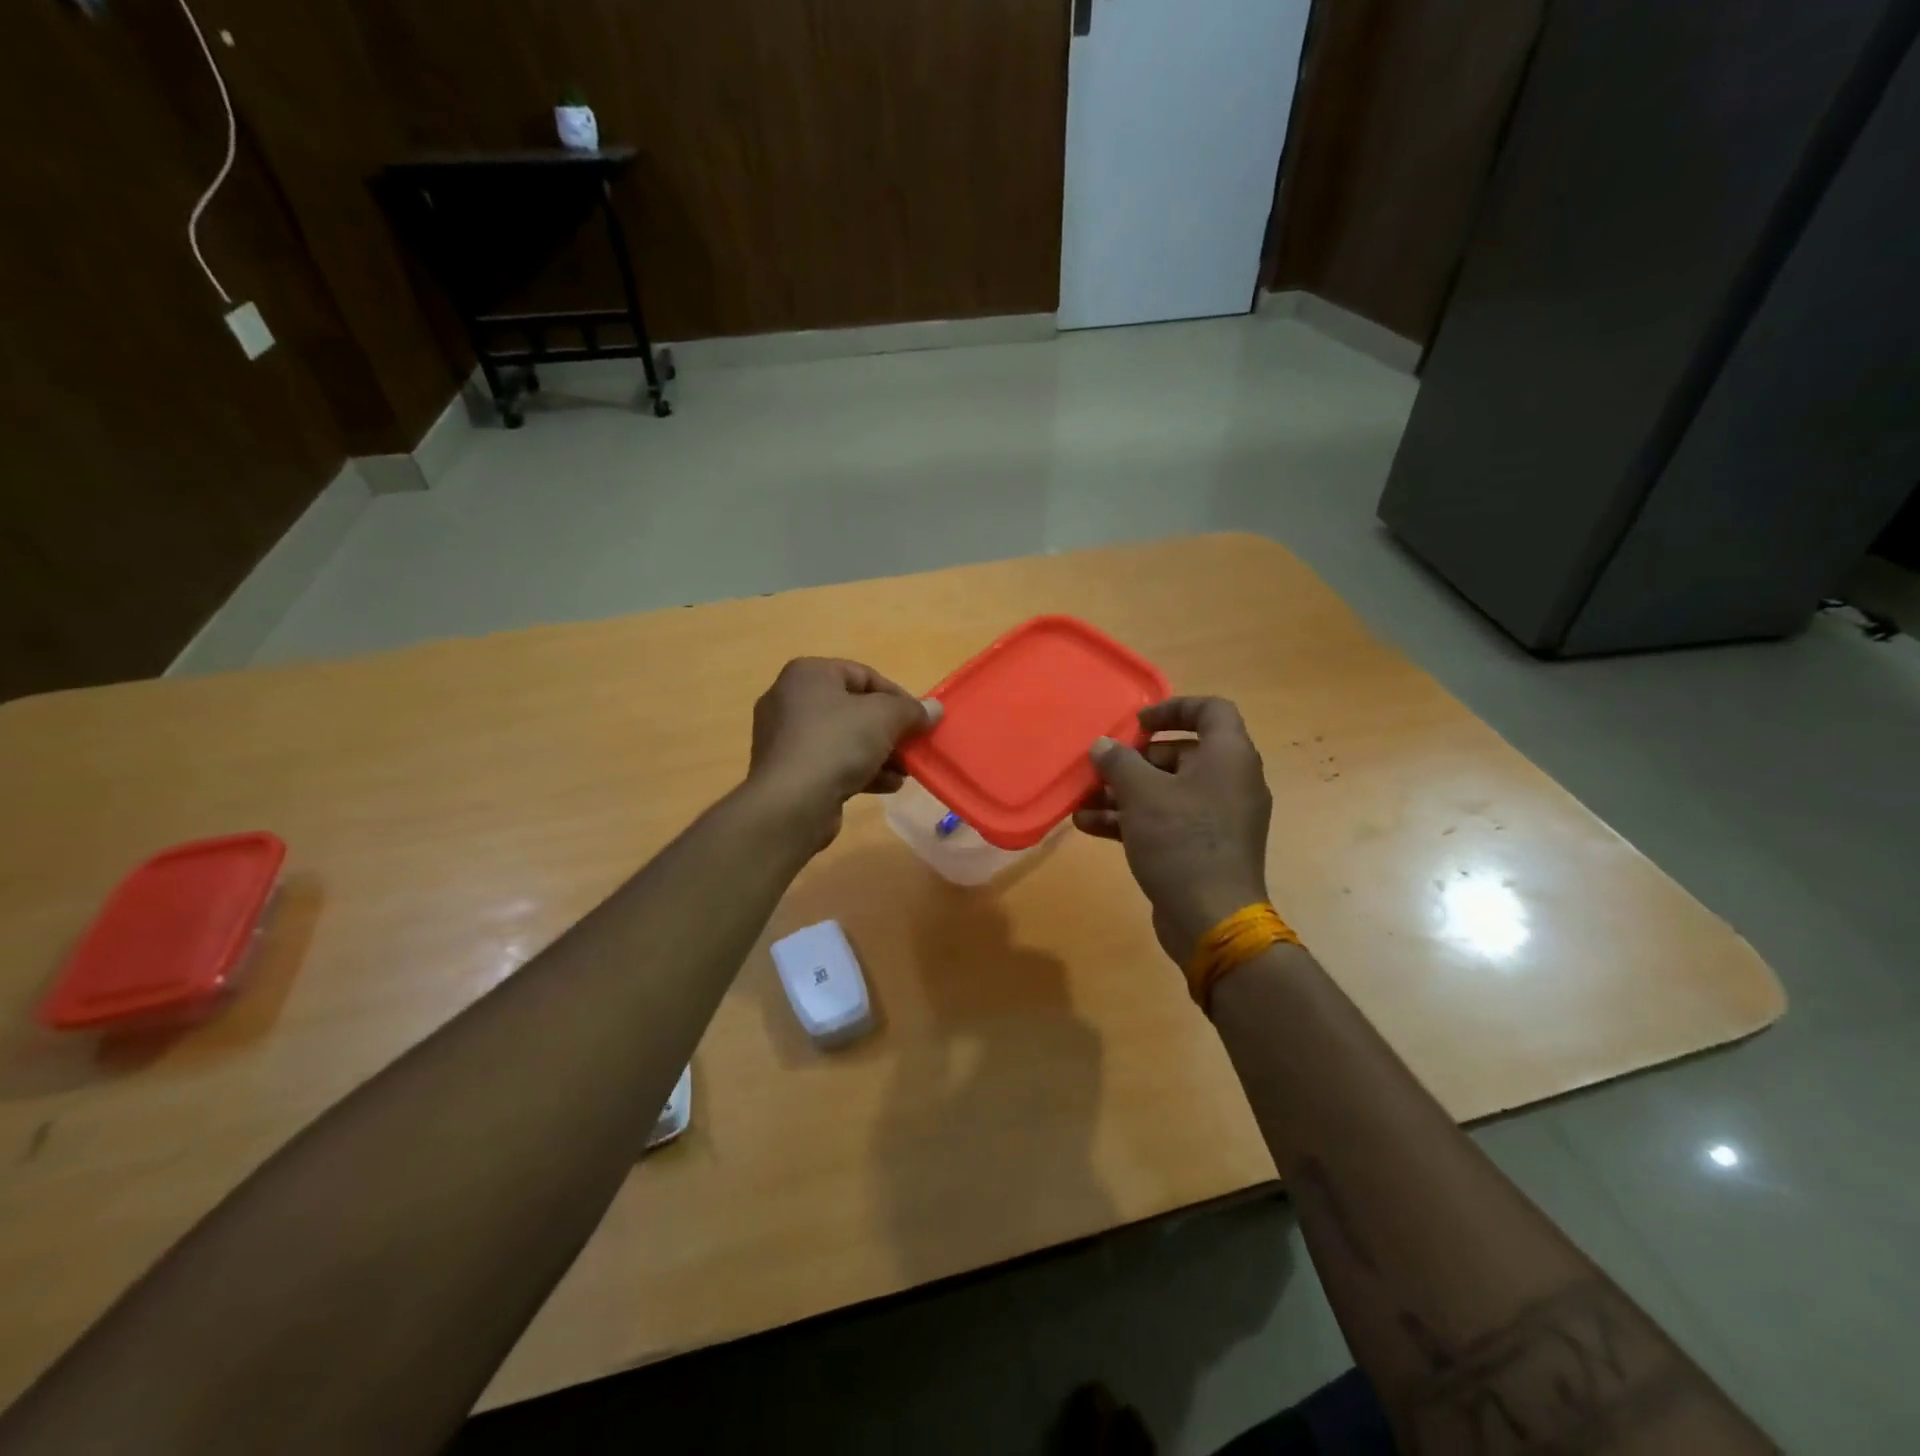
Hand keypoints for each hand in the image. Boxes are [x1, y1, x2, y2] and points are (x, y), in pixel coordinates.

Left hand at [746, 658, 940, 848]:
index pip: (863, 674)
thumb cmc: (837, 744)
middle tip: (912, 746)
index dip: (897, 696)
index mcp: (808, 674)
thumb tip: (934, 709)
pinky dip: (857, 769)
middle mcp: (790, 699)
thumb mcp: (884, 717)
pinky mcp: (787, 770)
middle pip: (853, 708)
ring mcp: (784, 737)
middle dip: (888, 729)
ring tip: (904, 771)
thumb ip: (912, 710)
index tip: (919, 719)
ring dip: (878, 753)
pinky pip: (829, 762)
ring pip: (843, 738)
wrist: (791, 803)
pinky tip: (886, 786)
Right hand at [1074, 696, 1272, 965]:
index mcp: (1229, 757)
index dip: (1173, 708)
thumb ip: (1119, 762)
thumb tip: (1103, 746)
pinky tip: (1088, 825)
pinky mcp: (1203, 847)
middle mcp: (1230, 782)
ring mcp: (1218, 818)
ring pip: (1168, 791)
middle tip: (1102, 766)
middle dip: (1135, 760)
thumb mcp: (1142, 794)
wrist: (1211, 918)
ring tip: (1083, 799)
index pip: (1211, 711)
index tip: (1137, 723)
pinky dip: (1133, 819)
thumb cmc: (1181, 841)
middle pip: (1181, 753)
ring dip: (1125, 792)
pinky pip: (1167, 821)